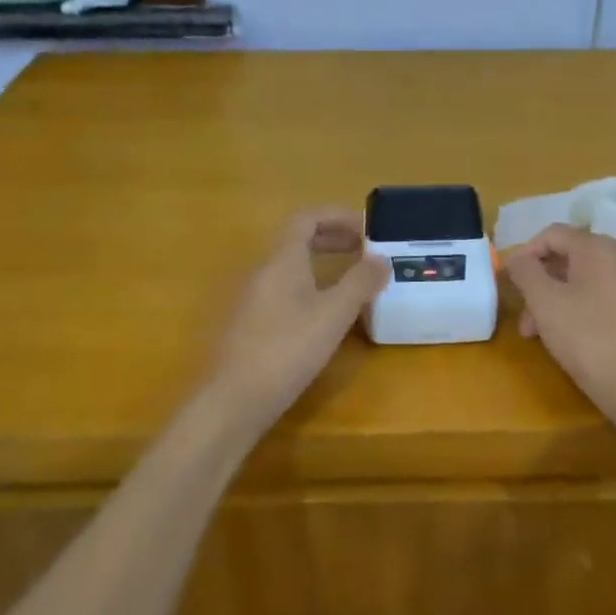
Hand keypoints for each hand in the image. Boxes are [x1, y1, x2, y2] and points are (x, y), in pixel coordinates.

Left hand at [207, 209, 390, 423]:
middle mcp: (263, 271)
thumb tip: (381, 258)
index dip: (336, 215)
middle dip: (331, 238)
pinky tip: (324, 314)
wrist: (234, 399)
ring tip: (350, 280)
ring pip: (290, 266)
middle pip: (297, 240)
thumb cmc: (287, 349)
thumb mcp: (333, 315)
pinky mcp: (250, 323)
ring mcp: (253, 298)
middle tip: (363, 250)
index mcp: (282, 260)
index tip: (365, 226)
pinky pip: (283, 289)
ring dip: (321, 263)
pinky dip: (309, 286)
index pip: (306, 219)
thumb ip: (359, 283)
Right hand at [505, 224, 615, 420]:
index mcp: (599, 248)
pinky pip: (602, 296)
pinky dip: (579, 308)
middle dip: (539, 284)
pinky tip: (569, 337)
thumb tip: (516, 257)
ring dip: (555, 300)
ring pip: (584, 280)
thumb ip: (525, 272)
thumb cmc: (586, 337)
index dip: (525, 254)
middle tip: (524, 319)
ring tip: (540, 335)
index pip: (553, 234)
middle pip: (569, 258)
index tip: (509, 282)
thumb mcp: (544, 302)